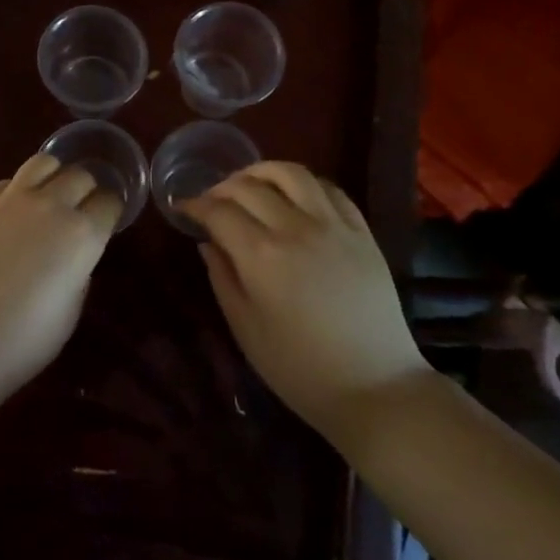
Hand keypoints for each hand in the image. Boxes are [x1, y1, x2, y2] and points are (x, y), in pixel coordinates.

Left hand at [0, 154, 122, 401]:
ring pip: (43, 163)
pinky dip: (16, 191)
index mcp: (82, 234)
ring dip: (53, 176)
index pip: (109, 203)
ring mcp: (11, 199)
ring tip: (48, 195)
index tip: (106, 221)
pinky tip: (11, 212)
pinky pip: (6, 182)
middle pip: (80, 176)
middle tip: (79, 209)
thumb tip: (73, 257)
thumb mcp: (70, 312)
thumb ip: (78, 273)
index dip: (110, 211)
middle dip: (86, 189)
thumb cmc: (23, 341)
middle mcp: (51, 205)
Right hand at [183, 162, 428, 440]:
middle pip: (249, 186)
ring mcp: (333, 225)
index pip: (218, 211)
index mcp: (261, 255)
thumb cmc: (299, 368)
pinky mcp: (361, 231)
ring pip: (292, 173)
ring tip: (250, 184)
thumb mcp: (246, 328)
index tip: (184, 208)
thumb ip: (222, 277)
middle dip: (222, 187)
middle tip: (212, 201)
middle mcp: (295, 227)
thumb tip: (207, 242)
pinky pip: (330, 189)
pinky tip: (294, 196)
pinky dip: (304, 184)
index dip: (195, 205)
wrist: (375, 388)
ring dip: (262, 171)